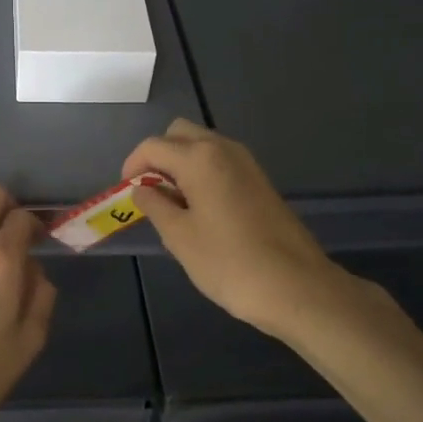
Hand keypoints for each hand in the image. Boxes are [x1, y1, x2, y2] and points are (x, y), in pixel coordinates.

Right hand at [124, 119, 405, 344]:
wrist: (297, 287)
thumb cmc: (229, 263)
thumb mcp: (179, 237)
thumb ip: (155, 205)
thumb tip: (142, 188)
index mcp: (199, 158)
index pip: (153, 146)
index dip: (132, 165)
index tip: (125, 191)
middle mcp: (224, 149)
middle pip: (180, 134)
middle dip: (158, 156)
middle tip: (149, 190)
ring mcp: (246, 163)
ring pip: (202, 146)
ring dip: (181, 163)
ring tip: (172, 203)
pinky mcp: (260, 181)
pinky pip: (221, 162)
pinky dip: (202, 173)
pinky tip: (200, 209)